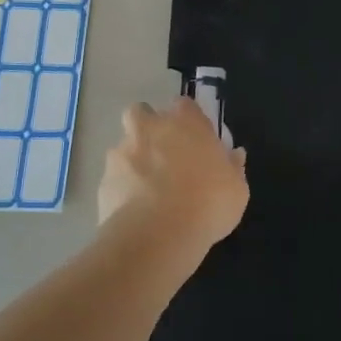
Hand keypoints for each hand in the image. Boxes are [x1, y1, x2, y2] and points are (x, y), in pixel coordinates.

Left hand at [98, 98, 248, 256]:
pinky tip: (135, 209)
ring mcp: (122, 152)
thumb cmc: (207, 203)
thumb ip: (233, 167)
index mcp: (185, 122)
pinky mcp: (104, 180)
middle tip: (163, 154)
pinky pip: (114, 177)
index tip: (195, 138)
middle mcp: (150, 128)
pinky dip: (122, 187)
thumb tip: (234, 155)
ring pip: (124, 145)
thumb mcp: (237, 189)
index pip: (183, 105)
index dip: (188, 119)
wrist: (157, 236)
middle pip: (142, 113)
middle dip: (148, 127)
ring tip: (147, 188)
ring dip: (133, 158)